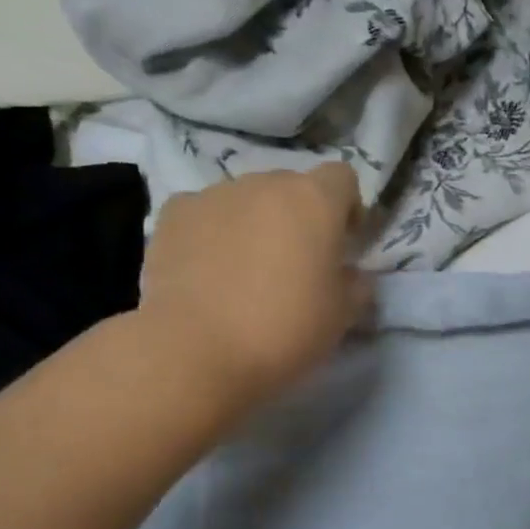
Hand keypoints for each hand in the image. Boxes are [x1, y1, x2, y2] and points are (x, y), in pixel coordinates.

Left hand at [135, 165, 370, 419]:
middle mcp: (265, 183)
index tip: (343, 242)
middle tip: (296, 262)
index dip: (347, 207)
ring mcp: (214, 194)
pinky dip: (213, 232)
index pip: (342, 178)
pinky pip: (205, 213)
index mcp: (315, 200)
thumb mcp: (343, 315)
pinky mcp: (173, 214)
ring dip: (255, 223)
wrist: (197, 350)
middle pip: (292, 186)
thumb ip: (356, 284)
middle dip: (299, 216)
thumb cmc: (286, 329)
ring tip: (246, 271)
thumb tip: (350, 274)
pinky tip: (208, 270)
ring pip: (247, 199)